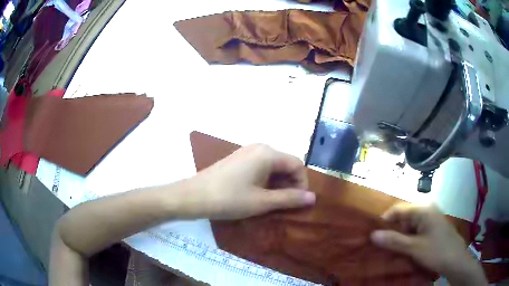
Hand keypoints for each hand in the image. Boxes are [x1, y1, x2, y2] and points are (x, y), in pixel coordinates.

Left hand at [184, 144, 315, 219]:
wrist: (193, 196)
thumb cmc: (229, 199)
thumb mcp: (262, 202)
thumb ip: (289, 198)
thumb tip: (312, 197)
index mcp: (268, 153)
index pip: (297, 165)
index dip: (302, 184)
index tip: (297, 202)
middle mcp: (259, 147)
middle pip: (285, 163)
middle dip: (290, 184)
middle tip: (285, 204)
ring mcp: (247, 152)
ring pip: (273, 166)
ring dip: (278, 183)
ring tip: (272, 202)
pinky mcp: (238, 159)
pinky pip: (260, 166)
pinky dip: (266, 180)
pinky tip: (258, 194)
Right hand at [370, 204, 486, 284]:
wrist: (455, 260)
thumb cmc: (436, 251)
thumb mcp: (414, 248)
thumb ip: (394, 241)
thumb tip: (372, 235)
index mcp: (423, 209)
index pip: (398, 209)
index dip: (385, 221)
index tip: (374, 235)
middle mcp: (427, 209)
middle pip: (404, 216)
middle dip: (393, 230)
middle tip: (382, 245)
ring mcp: (431, 218)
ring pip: (409, 224)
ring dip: (400, 236)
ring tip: (392, 249)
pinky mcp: (432, 227)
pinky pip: (416, 230)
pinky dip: (408, 238)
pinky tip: (405, 249)